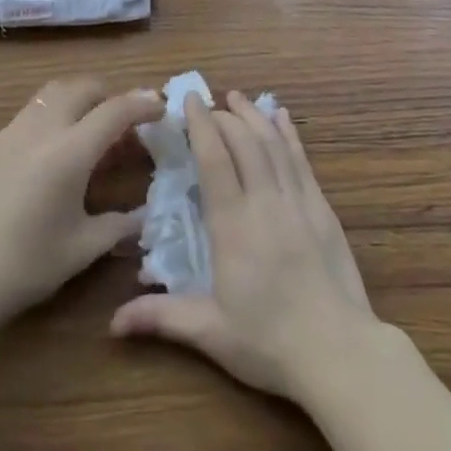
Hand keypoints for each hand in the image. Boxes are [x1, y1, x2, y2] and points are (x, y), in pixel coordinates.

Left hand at [0, 78, 163, 344]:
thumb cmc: (19, 268)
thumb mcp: (79, 250)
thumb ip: (117, 226)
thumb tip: (144, 216)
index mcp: (69, 152)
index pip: (116, 110)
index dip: (143, 104)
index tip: (161, 108)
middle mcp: (41, 130)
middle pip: (82, 87)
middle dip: (110, 94)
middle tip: (126, 120)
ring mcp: (10, 133)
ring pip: (52, 94)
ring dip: (79, 101)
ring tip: (91, 134)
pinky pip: (31, 114)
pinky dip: (54, 118)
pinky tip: (53, 157)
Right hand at [110, 91, 381, 401]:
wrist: (339, 352)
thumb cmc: (269, 343)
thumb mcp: (210, 332)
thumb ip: (162, 318)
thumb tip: (111, 323)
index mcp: (234, 226)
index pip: (214, 159)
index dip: (201, 125)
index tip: (189, 100)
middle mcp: (266, 202)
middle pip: (244, 142)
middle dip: (224, 116)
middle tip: (208, 104)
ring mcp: (298, 201)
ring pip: (273, 144)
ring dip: (254, 116)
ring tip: (238, 97)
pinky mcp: (322, 208)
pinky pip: (302, 160)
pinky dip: (289, 134)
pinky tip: (282, 117)